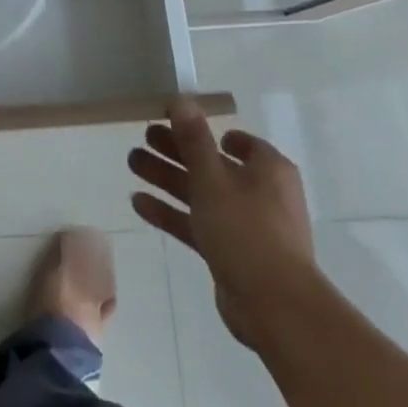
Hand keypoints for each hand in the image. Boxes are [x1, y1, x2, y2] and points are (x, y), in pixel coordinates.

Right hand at [128, 99, 316, 348]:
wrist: (275, 307)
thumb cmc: (247, 230)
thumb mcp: (214, 178)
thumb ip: (194, 139)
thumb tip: (181, 98)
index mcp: (267, 169)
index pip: (235, 141)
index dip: (204, 129)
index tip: (172, 121)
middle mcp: (260, 192)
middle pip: (211, 164)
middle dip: (175, 151)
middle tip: (142, 138)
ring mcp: (245, 224)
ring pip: (200, 193)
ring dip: (167, 178)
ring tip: (132, 163)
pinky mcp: (231, 252)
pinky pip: (197, 223)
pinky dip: (171, 212)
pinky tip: (139, 202)